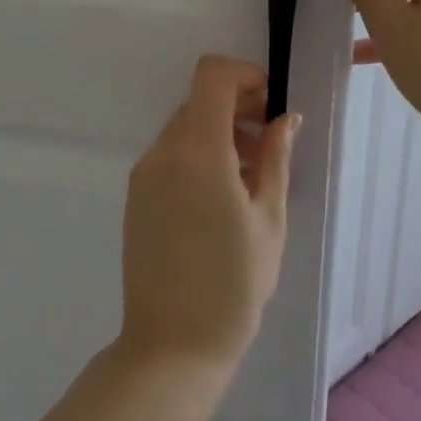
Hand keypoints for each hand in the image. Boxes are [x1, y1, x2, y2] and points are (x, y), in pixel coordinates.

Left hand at [118, 56, 296, 369]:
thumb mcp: (269, 219)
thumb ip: (276, 158)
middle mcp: (163, 151)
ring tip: (251, 176)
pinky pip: (170, 154)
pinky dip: (198, 154)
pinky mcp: (136, 194)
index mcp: (198, 151)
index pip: (211, 75)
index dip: (244, 75)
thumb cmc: (234, 284)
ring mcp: (144, 173)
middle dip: (237, 108)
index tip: (269, 104)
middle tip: (270, 145)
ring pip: (185, 127)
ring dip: (219, 133)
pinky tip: (222, 196)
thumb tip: (284, 118)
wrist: (173, 344)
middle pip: (199, 101)